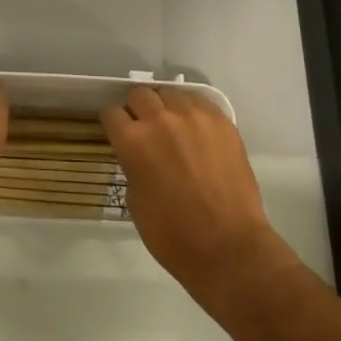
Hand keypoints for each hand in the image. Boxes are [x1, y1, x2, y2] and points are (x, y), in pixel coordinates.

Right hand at [101, 86, 285, 314]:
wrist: (228, 247)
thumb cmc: (172, 235)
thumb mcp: (134, 200)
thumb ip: (132, 166)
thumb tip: (139, 155)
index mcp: (133, 141)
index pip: (111, 112)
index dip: (113, 124)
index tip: (118, 133)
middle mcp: (160, 119)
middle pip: (139, 94)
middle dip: (137, 109)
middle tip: (145, 129)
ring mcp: (194, 116)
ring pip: (170, 93)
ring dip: (166, 107)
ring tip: (173, 127)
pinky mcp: (222, 121)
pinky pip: (200, 102)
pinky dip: (193, 111)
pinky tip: (197, 131)